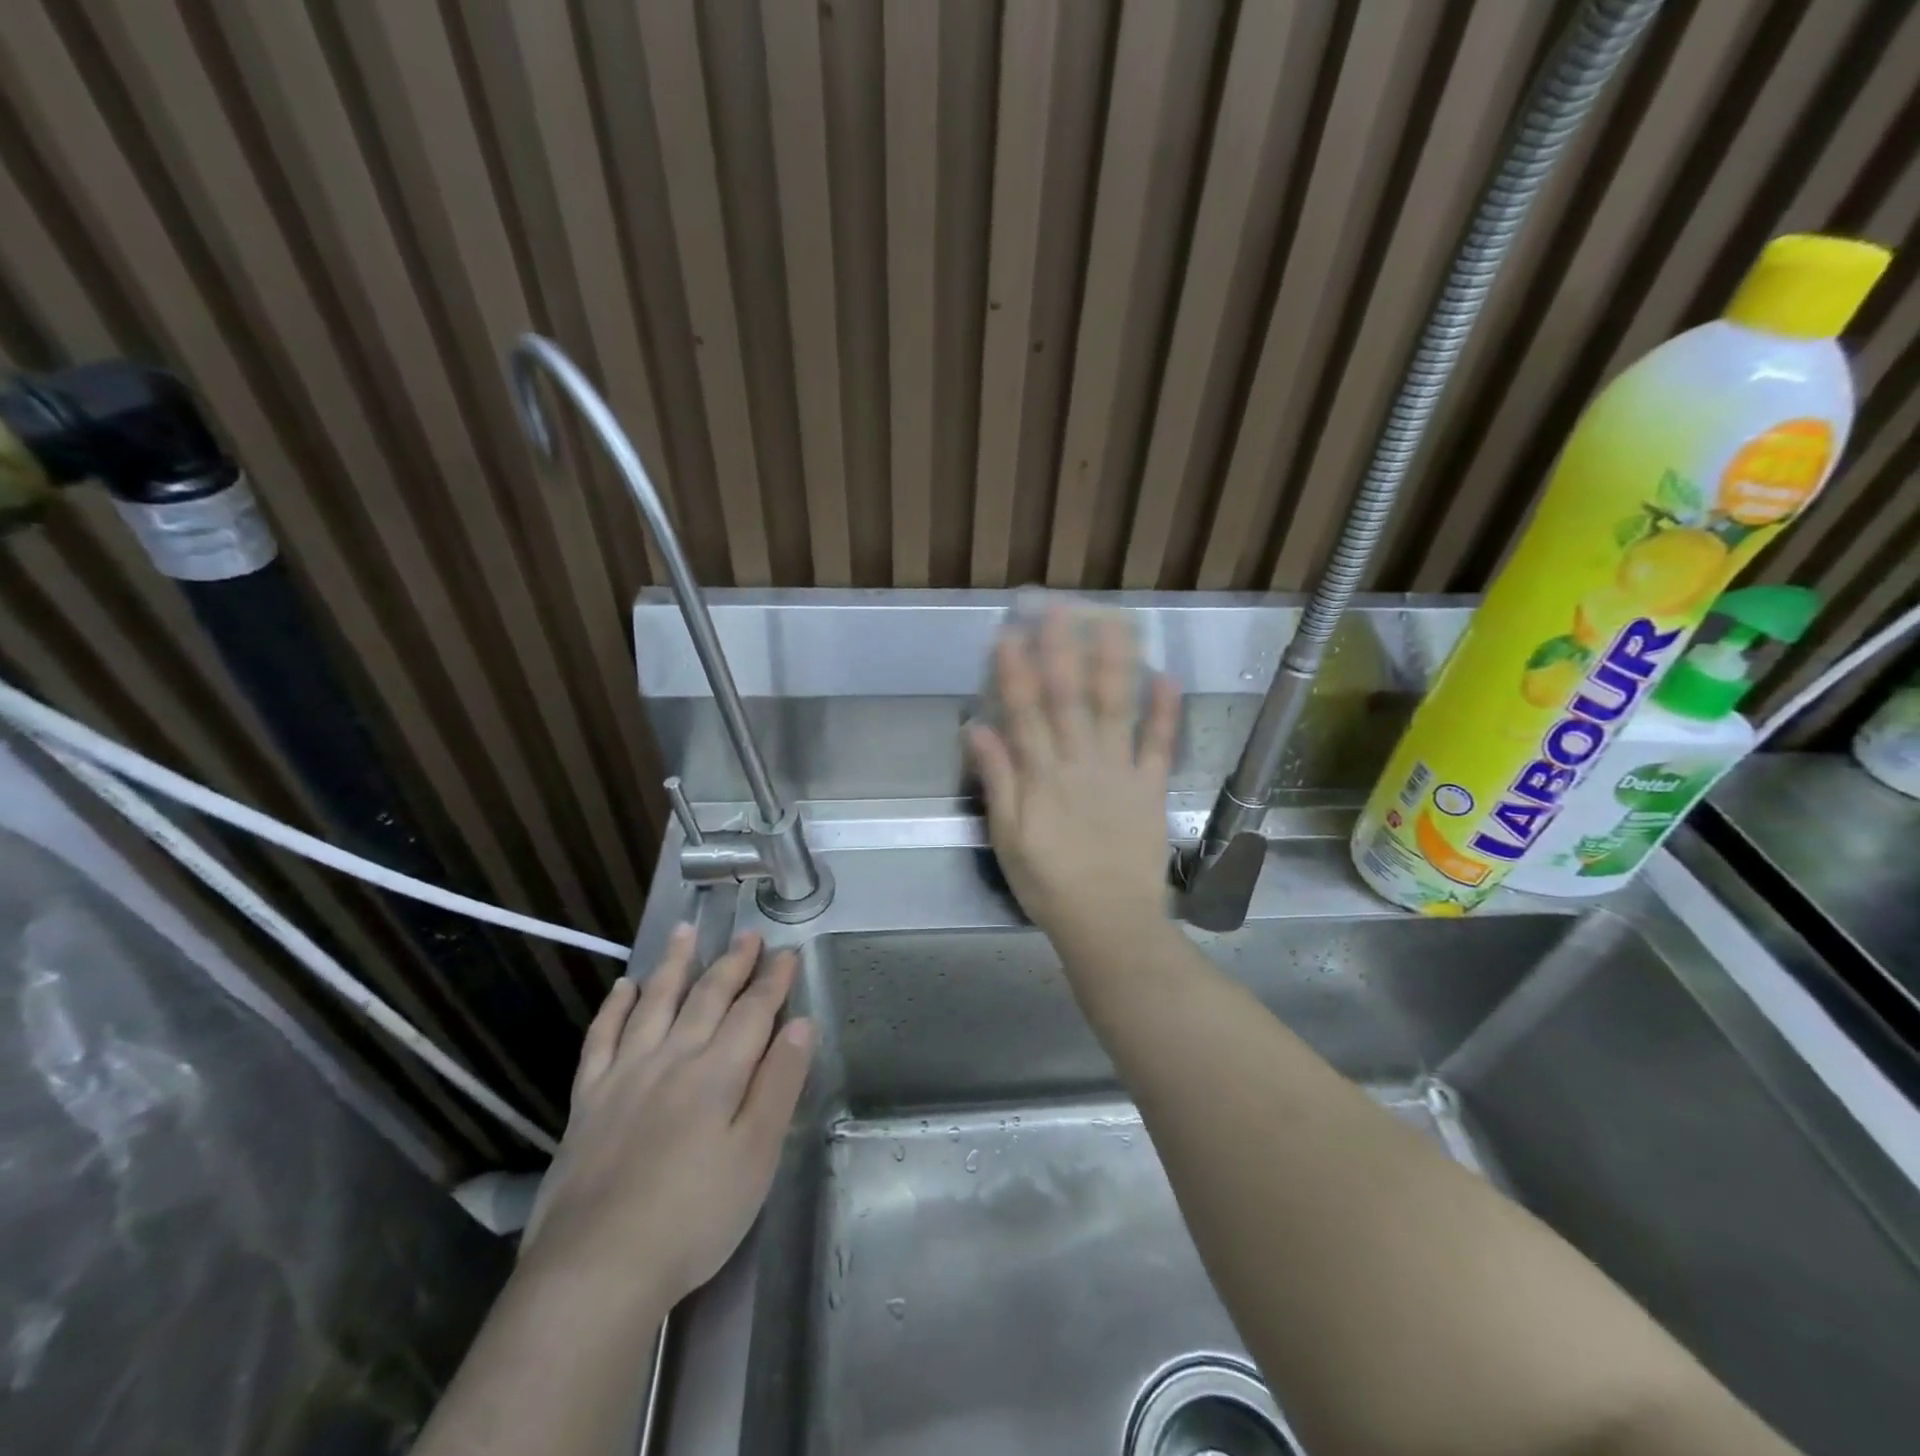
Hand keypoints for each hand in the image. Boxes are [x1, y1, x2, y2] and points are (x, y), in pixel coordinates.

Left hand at [521, 927, 813, 1306]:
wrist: (596, 1271)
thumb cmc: (694, 1218)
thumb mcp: (756, 1156)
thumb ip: (779, 1084)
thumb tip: (801, 1024)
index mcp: (718, 1073)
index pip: (753, 1012)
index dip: (773, 981)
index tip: (788, 952)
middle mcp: (672, 1059)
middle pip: (707, 998)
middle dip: (733, 964)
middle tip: (748, 935)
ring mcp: (624, 1076)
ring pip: (654, 1004)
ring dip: (673, 965)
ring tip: (684, 931)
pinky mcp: (587, 1101)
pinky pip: (600, 1039)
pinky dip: (614, 1008)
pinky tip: (622, 987)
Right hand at [966, 606, 1179, 944]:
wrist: (1110, 923)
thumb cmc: (1049, 884)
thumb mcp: (1007, 839)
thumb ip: (997, 782)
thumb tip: (977, 730)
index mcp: (1042, 777)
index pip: (1024, 712)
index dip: (1015, 671)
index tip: (1009, 633)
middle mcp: (1080, 763)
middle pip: (1069, 698)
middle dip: (1062, 649)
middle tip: (1060, 606)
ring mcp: (1120, 773)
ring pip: (1115, 707)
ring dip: (1114, 662)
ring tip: (1113, 620)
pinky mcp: (1151, 788)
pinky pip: (1159, 745)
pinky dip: (1165, 711)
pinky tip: (1167, 676)